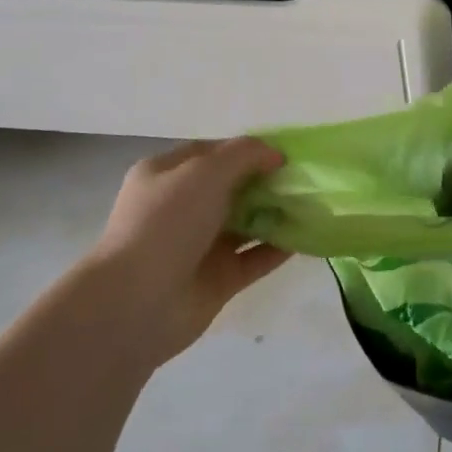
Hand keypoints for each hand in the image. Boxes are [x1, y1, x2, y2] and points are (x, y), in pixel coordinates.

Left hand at [82, 139, 291, 366]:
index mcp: (166, 176)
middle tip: (305, 180)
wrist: (137, 301)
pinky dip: (279, 248)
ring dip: (277, 215)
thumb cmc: (166, 223)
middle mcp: (181, 209)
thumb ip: (245, 154)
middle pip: (232, 188)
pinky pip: (255, 258)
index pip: (211, 153)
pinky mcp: (218, 279)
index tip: (284, 154)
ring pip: (246, 224)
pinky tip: (307, 238)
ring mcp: (199, 246)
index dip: (246, 150)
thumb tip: (276, 155)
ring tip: (314, 206)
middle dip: (267, 182)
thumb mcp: (205, 171)